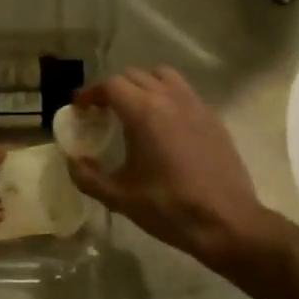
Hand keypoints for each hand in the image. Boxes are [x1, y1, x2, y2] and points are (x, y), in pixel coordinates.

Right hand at [66, 68, 267, 266]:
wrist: (225, 222)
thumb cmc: (168, 208)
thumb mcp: (119, 197)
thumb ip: (88, 177)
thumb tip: (72, 161)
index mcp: (144, 112)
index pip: (111, 85)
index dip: (90, 94)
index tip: (80, 109)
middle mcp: (170, 99)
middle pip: (135, 76)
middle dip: (113, 89)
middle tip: (101, 112)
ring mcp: (196, 105)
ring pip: (163, 77)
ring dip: (142, 86)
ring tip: (133, 110)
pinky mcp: (213, 119)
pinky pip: (184, 93)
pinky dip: (166, 97)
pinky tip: (162, 126)